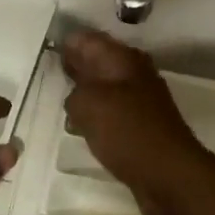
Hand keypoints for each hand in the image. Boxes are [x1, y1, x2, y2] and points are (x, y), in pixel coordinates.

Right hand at [62, 31, 214, 214]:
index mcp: (122, 59)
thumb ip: (74, 92)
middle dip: (75, 68)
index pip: (88, 39)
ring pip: (104, 89)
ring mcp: (140, 100)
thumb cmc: (127, 131)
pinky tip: (81, 128)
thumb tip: (76, 96)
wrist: (169, 174)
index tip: (46, 52)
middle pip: (98, 62)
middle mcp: (134, 73)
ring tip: (61, 103)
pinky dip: (96, 117)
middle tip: (49, 75)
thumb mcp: (88, 105)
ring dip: (85, 95)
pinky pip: (111, 113)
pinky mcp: (141, 126)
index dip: (66, 43)